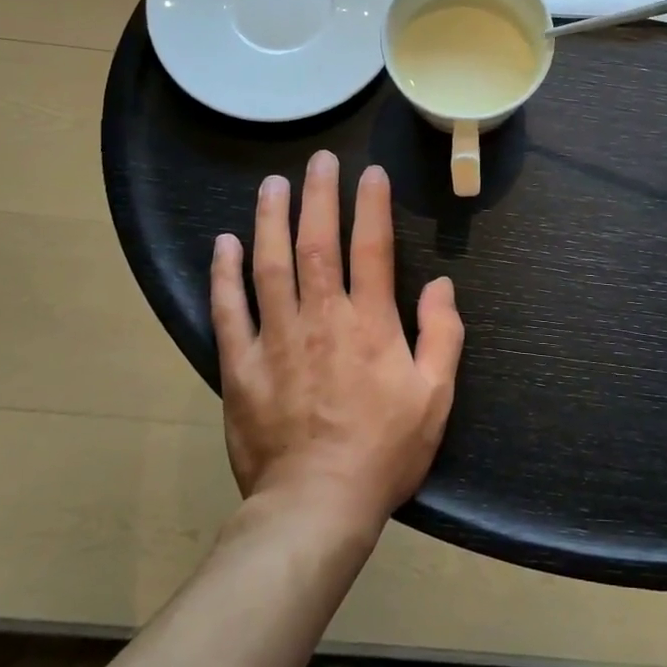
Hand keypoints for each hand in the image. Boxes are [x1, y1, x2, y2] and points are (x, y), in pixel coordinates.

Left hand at [210, 151, 463, 523]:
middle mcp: (321, 318)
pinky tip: (223, 244)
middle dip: (319, 196)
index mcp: (370, 323)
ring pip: (270, 265)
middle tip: (319, 161)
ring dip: (270, 220)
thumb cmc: (384, 450)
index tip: (370, 173)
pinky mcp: (241, 366)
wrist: (317, 505)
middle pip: (317, 243)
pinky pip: (228, 311)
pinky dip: (224, 274)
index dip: (372, 206)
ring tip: (271, 185)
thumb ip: (442, 335)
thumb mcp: (435, 396)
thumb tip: (441, 285)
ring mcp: (276, 339)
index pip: (372, 248)